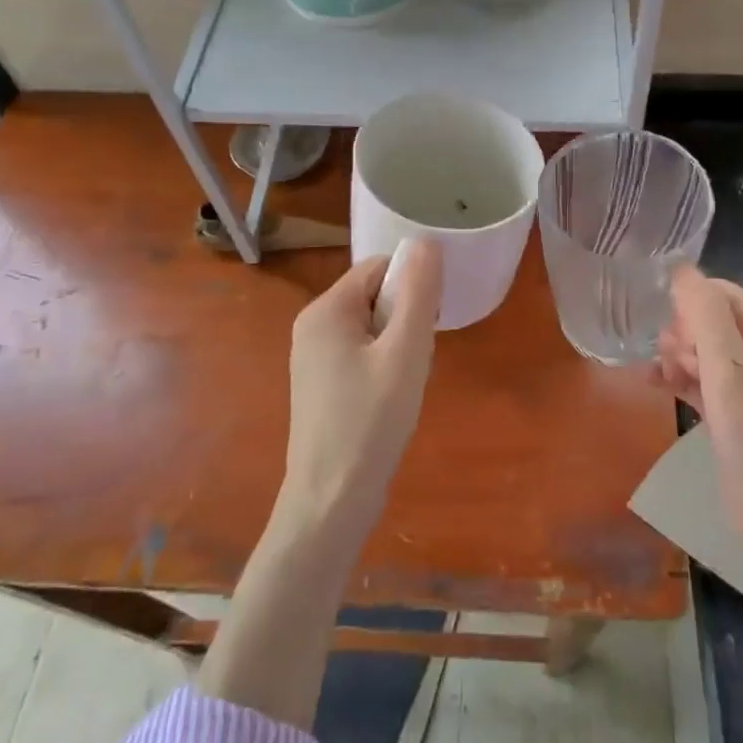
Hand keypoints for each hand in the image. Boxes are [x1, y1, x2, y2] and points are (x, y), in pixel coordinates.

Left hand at [279, 239, 444, 537]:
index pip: (379, 268)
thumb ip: (419, 293)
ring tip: (405, 382)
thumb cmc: (371, 421)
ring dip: (398, 344)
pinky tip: (392, 398)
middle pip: (374, 295)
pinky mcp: (320, 384)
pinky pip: (360, 352)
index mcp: (326, 310)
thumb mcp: (406, 351)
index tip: (430, 322)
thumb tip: (427, 241)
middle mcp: (312, 325)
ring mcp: (313, 357)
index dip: (412, 286)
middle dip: (405, 318)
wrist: (331, 500)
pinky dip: (384, 364)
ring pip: (371, 326)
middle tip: (417, 358)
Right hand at [656, 269, 742, 570]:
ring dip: (676, 356)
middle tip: (672, 359)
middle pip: (708, 319)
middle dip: (681, 332)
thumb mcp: (729, 368)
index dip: (688, 301)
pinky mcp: (734, 414)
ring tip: (660, 374)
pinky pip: (699, 381)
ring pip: (701, 351)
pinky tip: (654, 384)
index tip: (662, 323)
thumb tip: (680, 268)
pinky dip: (678, 379)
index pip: (720, 292)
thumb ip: (704, 316)